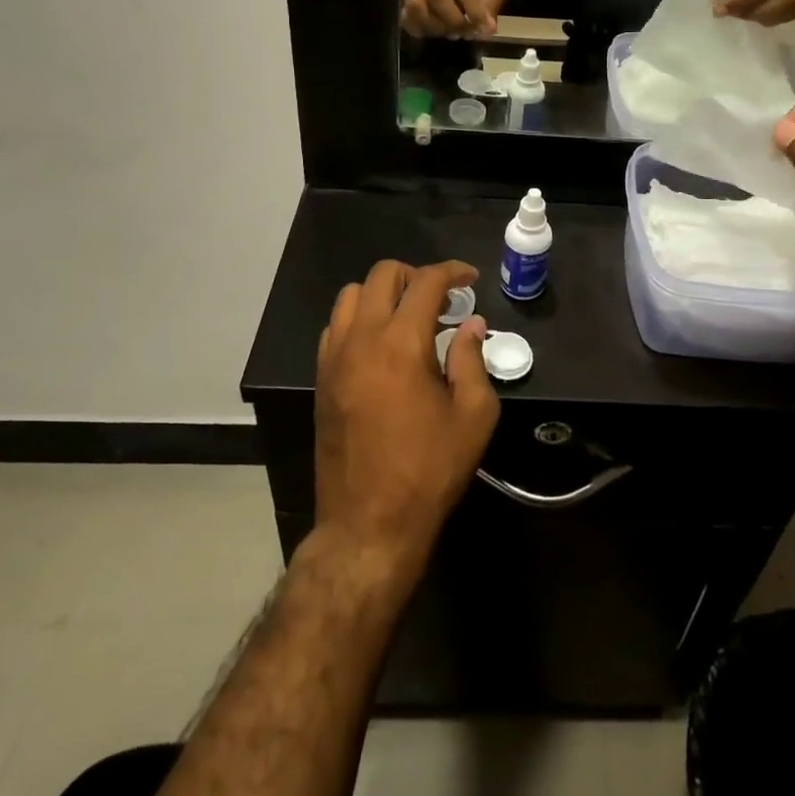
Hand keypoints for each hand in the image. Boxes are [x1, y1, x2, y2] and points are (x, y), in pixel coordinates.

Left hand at [313, 260, 500, 575]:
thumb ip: (472, 360)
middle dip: (416, 275)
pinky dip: (359, 318)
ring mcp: (334, 358)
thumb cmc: (429, 470)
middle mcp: (362, 339)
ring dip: (382, 293)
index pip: (426, 282)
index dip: (452, 271)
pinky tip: (380, 345)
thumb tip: (470, 324)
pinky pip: (335, 326)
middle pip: (382, 275)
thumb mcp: (473, 416)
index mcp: (401, 343)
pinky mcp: (321, 379)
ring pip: (351, 295)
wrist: (368, 524)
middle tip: (441, 299)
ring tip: (408, 317)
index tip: (470, 279)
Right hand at [402, 0, 509, 38]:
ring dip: (437, 28)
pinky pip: (406, 17)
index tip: (484, 30)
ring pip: (417, 7)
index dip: (474, 10)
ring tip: (452, 33)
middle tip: (468, 33)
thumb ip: (492, 1)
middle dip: (454, 21)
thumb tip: (488, 29)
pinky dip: (418, 30)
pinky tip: (433, 32)